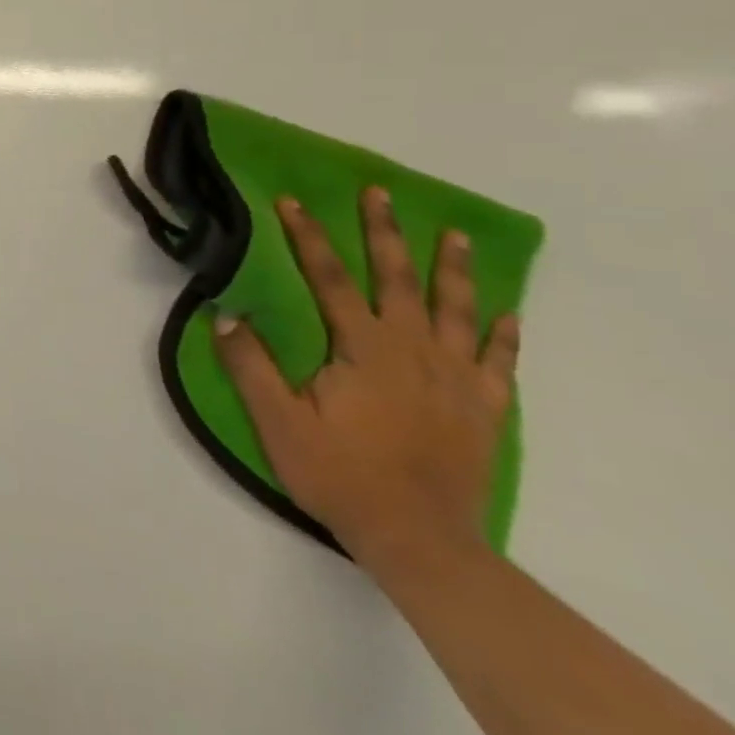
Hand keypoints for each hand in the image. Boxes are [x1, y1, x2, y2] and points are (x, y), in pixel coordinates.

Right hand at [214, 186, 519, 569]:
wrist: (420, 540)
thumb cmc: (339, 474)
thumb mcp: (277, 421)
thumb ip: (250, 365)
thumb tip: (226, 314)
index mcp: (363, 349)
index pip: (331, 279)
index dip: (308, 238)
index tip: (291, 202)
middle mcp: (414, 351)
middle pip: (400, 280)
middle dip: (386, 233)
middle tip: (380, 194)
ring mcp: (456, 380)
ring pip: (457, 311)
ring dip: (454, 270)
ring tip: (454, 236)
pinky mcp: (483, 410)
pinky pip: (499, 363)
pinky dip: (503, 335)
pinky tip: (507, 315)